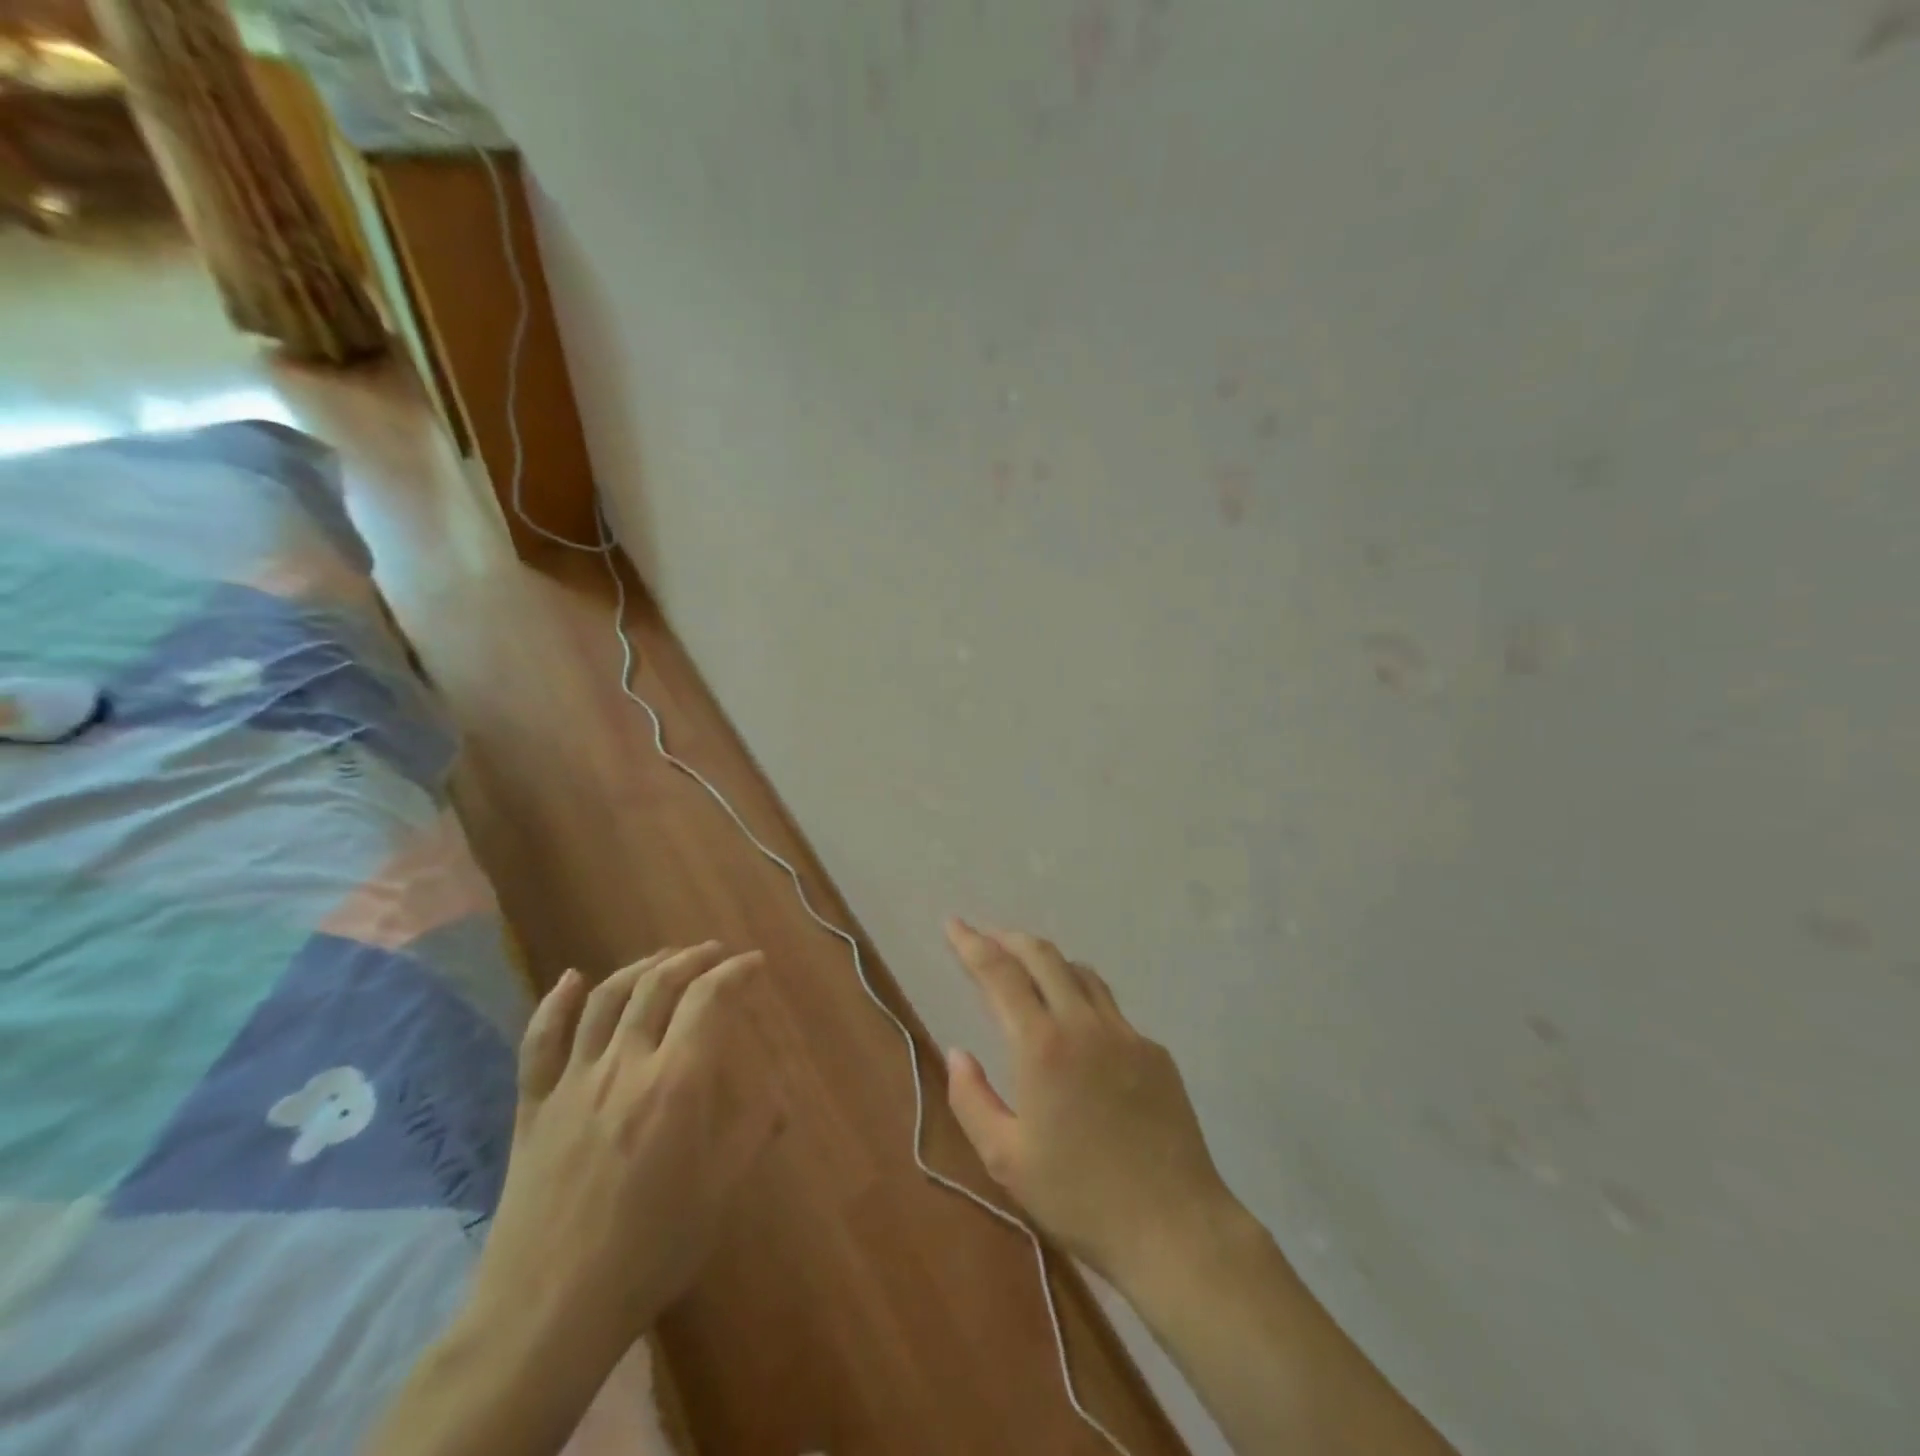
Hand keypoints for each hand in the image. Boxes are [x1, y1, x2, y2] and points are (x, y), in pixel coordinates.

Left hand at [473, 943, 780, 1355]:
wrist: (549, 1310)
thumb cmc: (649, 1250)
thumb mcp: (719, 1193)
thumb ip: (752, 1133)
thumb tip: (780, 1098)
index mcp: (676, 1083)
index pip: (709, 1000)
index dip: (735, 972)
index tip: (754, 963)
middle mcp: (624, 1065)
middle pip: (658, 985)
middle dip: (692, 959)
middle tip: (714, 953)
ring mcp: (573, 1081)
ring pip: (606, 999)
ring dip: (640, 967)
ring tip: (664, 958)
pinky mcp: (533, 1104)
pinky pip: (541, 1040)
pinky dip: (557, 1002)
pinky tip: (572, 978)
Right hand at [942, 919, 1235, 1284]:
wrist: (1174, 1227)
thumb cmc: (1079, 1198)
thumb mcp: (1006, 1160)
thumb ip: (972, 1099)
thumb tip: (957, 1053)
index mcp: (1041, 1045)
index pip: (999, 973)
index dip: (971, 943)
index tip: (953, 924)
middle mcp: (1083, 1024)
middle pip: (1042, 956)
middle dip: (1009, 939)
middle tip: (986, 939)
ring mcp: (1125, 1033)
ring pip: (1081, 973)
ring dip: (1048, 962)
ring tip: (1027, 972)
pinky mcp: (1154, 1051)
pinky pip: (1110, 1008)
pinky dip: (1082, 998)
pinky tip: (1077, 1029)